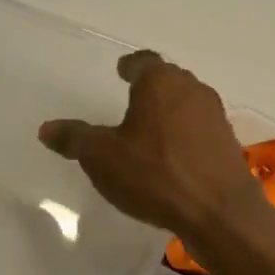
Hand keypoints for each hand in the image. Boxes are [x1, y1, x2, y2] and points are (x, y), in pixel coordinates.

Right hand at [38, 51, 268, 243]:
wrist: (220, 213)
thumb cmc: (156, 174)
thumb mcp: (102, 158)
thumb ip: (74, 139)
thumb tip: (46, 129)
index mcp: (160, 82)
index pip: (143, 61)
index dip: (130, 65)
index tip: (122, 70)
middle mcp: (192, 90)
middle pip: (168, 78)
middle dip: (151, 86)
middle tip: (132, 96)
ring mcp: (215, 116)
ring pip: (187, 103)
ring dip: (170, 110)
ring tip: (150, 127)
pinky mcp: (228, 144)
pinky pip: (200, 129)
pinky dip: (185, 134)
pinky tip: (173, 155)